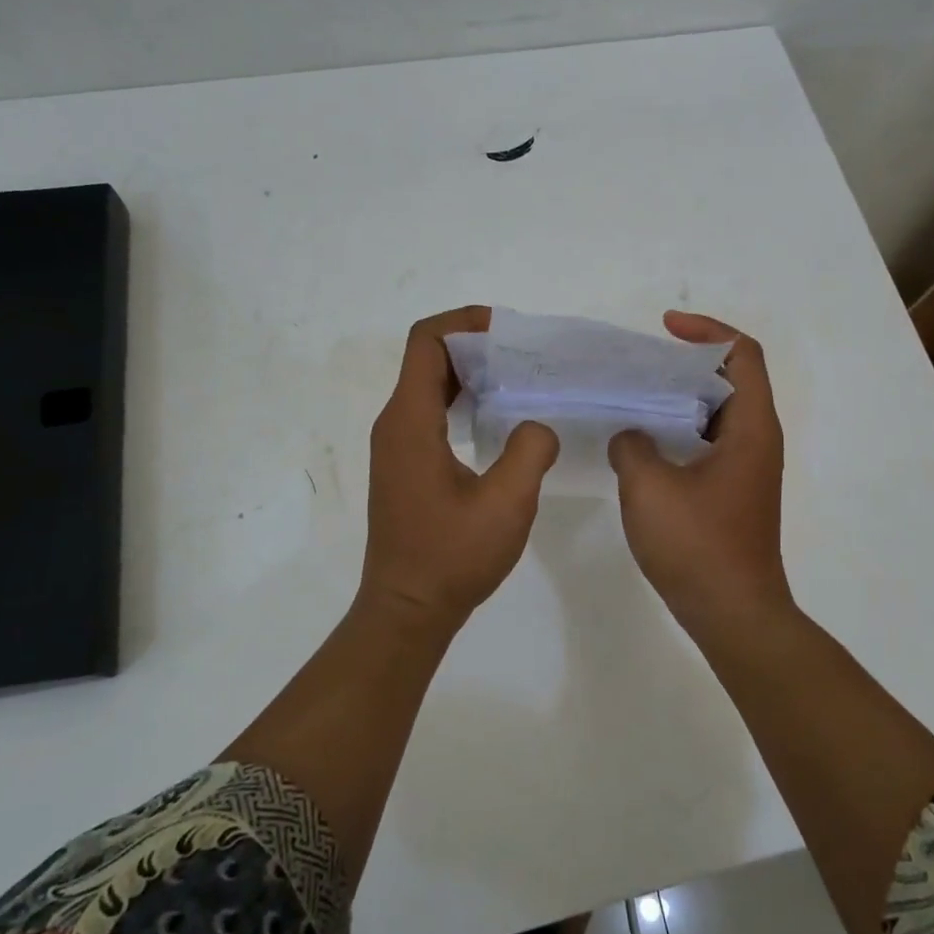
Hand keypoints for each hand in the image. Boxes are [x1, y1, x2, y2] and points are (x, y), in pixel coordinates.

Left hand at [359, 305, 559, 635]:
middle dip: (475, 347)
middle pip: (428, 359)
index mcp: (410, 421)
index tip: (507, 330)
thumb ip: (530, 451)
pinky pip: (431, 413)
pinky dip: (463, 402)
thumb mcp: (506, 504)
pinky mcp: (405, 465)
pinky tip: (499, 422)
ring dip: (471, 376)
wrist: (407, 610)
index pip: (426, 342)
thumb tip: (537, 425)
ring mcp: (396, 446)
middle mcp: (395, 424)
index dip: (464, 322)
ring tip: (520, 383)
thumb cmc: (451, 557)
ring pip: (430, 387)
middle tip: (525, 357)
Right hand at [608, 311, 791, 634]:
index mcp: (751, 427)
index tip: (664, 329)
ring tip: (632, 397)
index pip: (741, 354)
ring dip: (678, 399)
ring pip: (714, 413)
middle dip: (684, 363)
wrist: (733, 614)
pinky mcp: (732, 492)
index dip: (706, 331)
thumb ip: (632, 445)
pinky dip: (677, 431)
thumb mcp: (649, 487)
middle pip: (728, 379)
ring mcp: (746, 468)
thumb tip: (632, 437)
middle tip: (638, 364)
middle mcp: (757, 440)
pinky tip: (639, 444)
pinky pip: (706, 442)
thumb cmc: (698, 546)